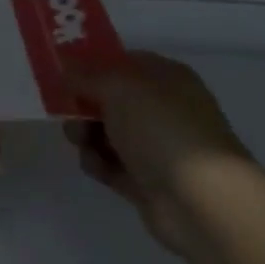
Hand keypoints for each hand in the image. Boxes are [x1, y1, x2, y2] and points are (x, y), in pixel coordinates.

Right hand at [64, 51, 257, 254]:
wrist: (202, 202)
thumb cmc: (162, 127)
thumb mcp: (117, 86)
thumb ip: (85, 74)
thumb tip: (64, 70)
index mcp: (167, 78)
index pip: (124, 61)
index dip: (93, 63)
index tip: (62, 69)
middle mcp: (165, 110)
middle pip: (112, 99)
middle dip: (84, 102)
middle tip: (62, 107)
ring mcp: (159, 148)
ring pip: (108, 132)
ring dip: (86, 133)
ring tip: (77, 139)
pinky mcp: (149, 182)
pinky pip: (112, 165)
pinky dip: (98, 162)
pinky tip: (93, 164)